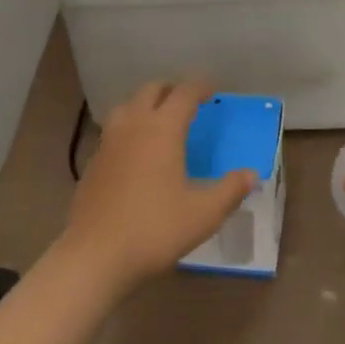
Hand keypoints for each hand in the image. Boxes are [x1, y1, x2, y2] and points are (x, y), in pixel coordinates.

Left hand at [57, 80, 255, 295]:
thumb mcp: (203, 214)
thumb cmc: (154, 229)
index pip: (184, 93)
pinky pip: (114, 129)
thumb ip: (230, 190)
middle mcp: (134, 124)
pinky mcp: (93, 161)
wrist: (94, 256)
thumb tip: (252, 175)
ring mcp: (108, 141)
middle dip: (172, 89)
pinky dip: (129, 127)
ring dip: (146, 104)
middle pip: (152, 90)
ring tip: (159, 121)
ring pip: (128, 105)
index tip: (213, 91)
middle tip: (188, 102)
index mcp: (163, 128)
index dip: (200, 87)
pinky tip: (135, 151)